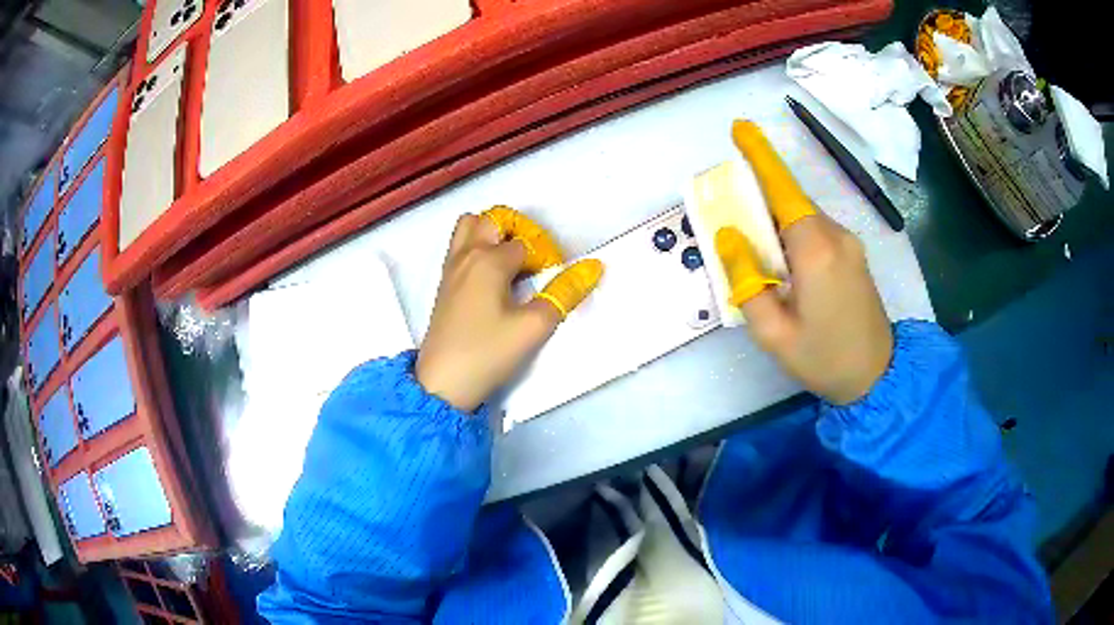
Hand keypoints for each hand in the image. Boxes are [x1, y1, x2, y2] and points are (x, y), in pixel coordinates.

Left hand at [416, 208, 602, 411]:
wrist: (442, 383)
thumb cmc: (488, 353)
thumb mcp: (534, 326)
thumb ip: (565, 293)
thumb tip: (593, 267)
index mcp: (488, 260)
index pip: (527, 243)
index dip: (546, 258)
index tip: (552, 282)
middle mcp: (467, 255)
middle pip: (493, 220)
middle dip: (519, 231)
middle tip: (534, 261)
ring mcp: (451, 268)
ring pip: (470, 227)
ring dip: (493, 233)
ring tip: (511, 262)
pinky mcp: (444, 284)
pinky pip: (459, 247)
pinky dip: (477, 246)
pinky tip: (492, 278)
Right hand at [717, 121, 892, 404]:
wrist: (878, 375)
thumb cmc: (823, 359)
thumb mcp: (773, 333)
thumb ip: (746, 281)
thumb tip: (729, 235)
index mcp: (816, 250)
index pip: (783, 190)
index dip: (760, 157)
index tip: (741, 128)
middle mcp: (836, 235)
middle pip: (790, 201)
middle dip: (759, 200)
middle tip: (735, 226)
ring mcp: (849, 243)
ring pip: (803, 217)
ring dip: (776, 224)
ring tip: (763, 263)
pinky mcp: (854, 253)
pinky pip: (816, 231)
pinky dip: (793, 236)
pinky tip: (786, 269)